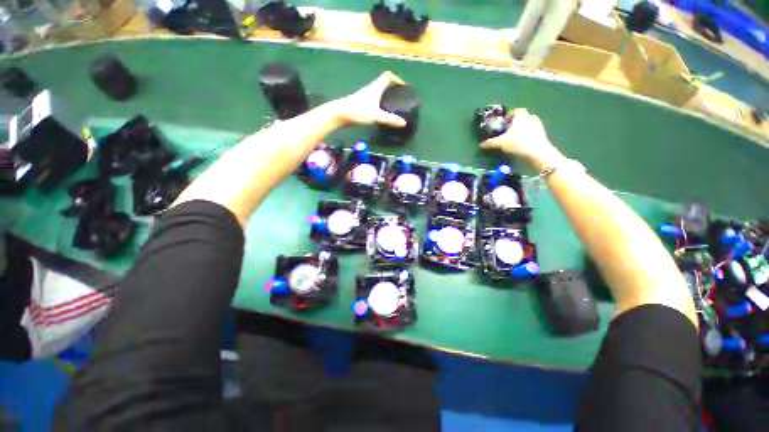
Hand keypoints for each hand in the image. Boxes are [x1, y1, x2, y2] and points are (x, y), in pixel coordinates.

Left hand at [332, 71, 407, 127]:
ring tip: (393, 103)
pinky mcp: (359, 102)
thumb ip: (390, 119)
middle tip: (401, 96)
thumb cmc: (357, 111)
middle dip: (393, 87)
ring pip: (377, 91)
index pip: (387, 76)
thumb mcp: (376, 115)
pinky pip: (373, 98)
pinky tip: (381, 110)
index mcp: (376, 87)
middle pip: (383, 83)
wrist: (338, 114)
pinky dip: (379, 101)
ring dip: (385, 94)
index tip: (403, 86)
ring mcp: (364, 95)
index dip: (397, 78)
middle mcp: (370, 89)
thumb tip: (404, 123)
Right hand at [480, 108, 563, 171]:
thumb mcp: (502, 142)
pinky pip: (536, 133)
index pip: (514, 111)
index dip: (509, 117)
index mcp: (520, 114)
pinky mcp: (544, 135)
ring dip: (526, 128)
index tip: (506, 124)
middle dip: (518, 122)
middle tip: (512, 130)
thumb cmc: (519, 142)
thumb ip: (492, 142)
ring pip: (531, 124)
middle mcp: (530, 117)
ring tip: (520, 137)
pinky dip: (532, 136)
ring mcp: (538, 126)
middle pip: (523, 117)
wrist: (538, 153)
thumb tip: (481, 145)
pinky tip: (527, 144)